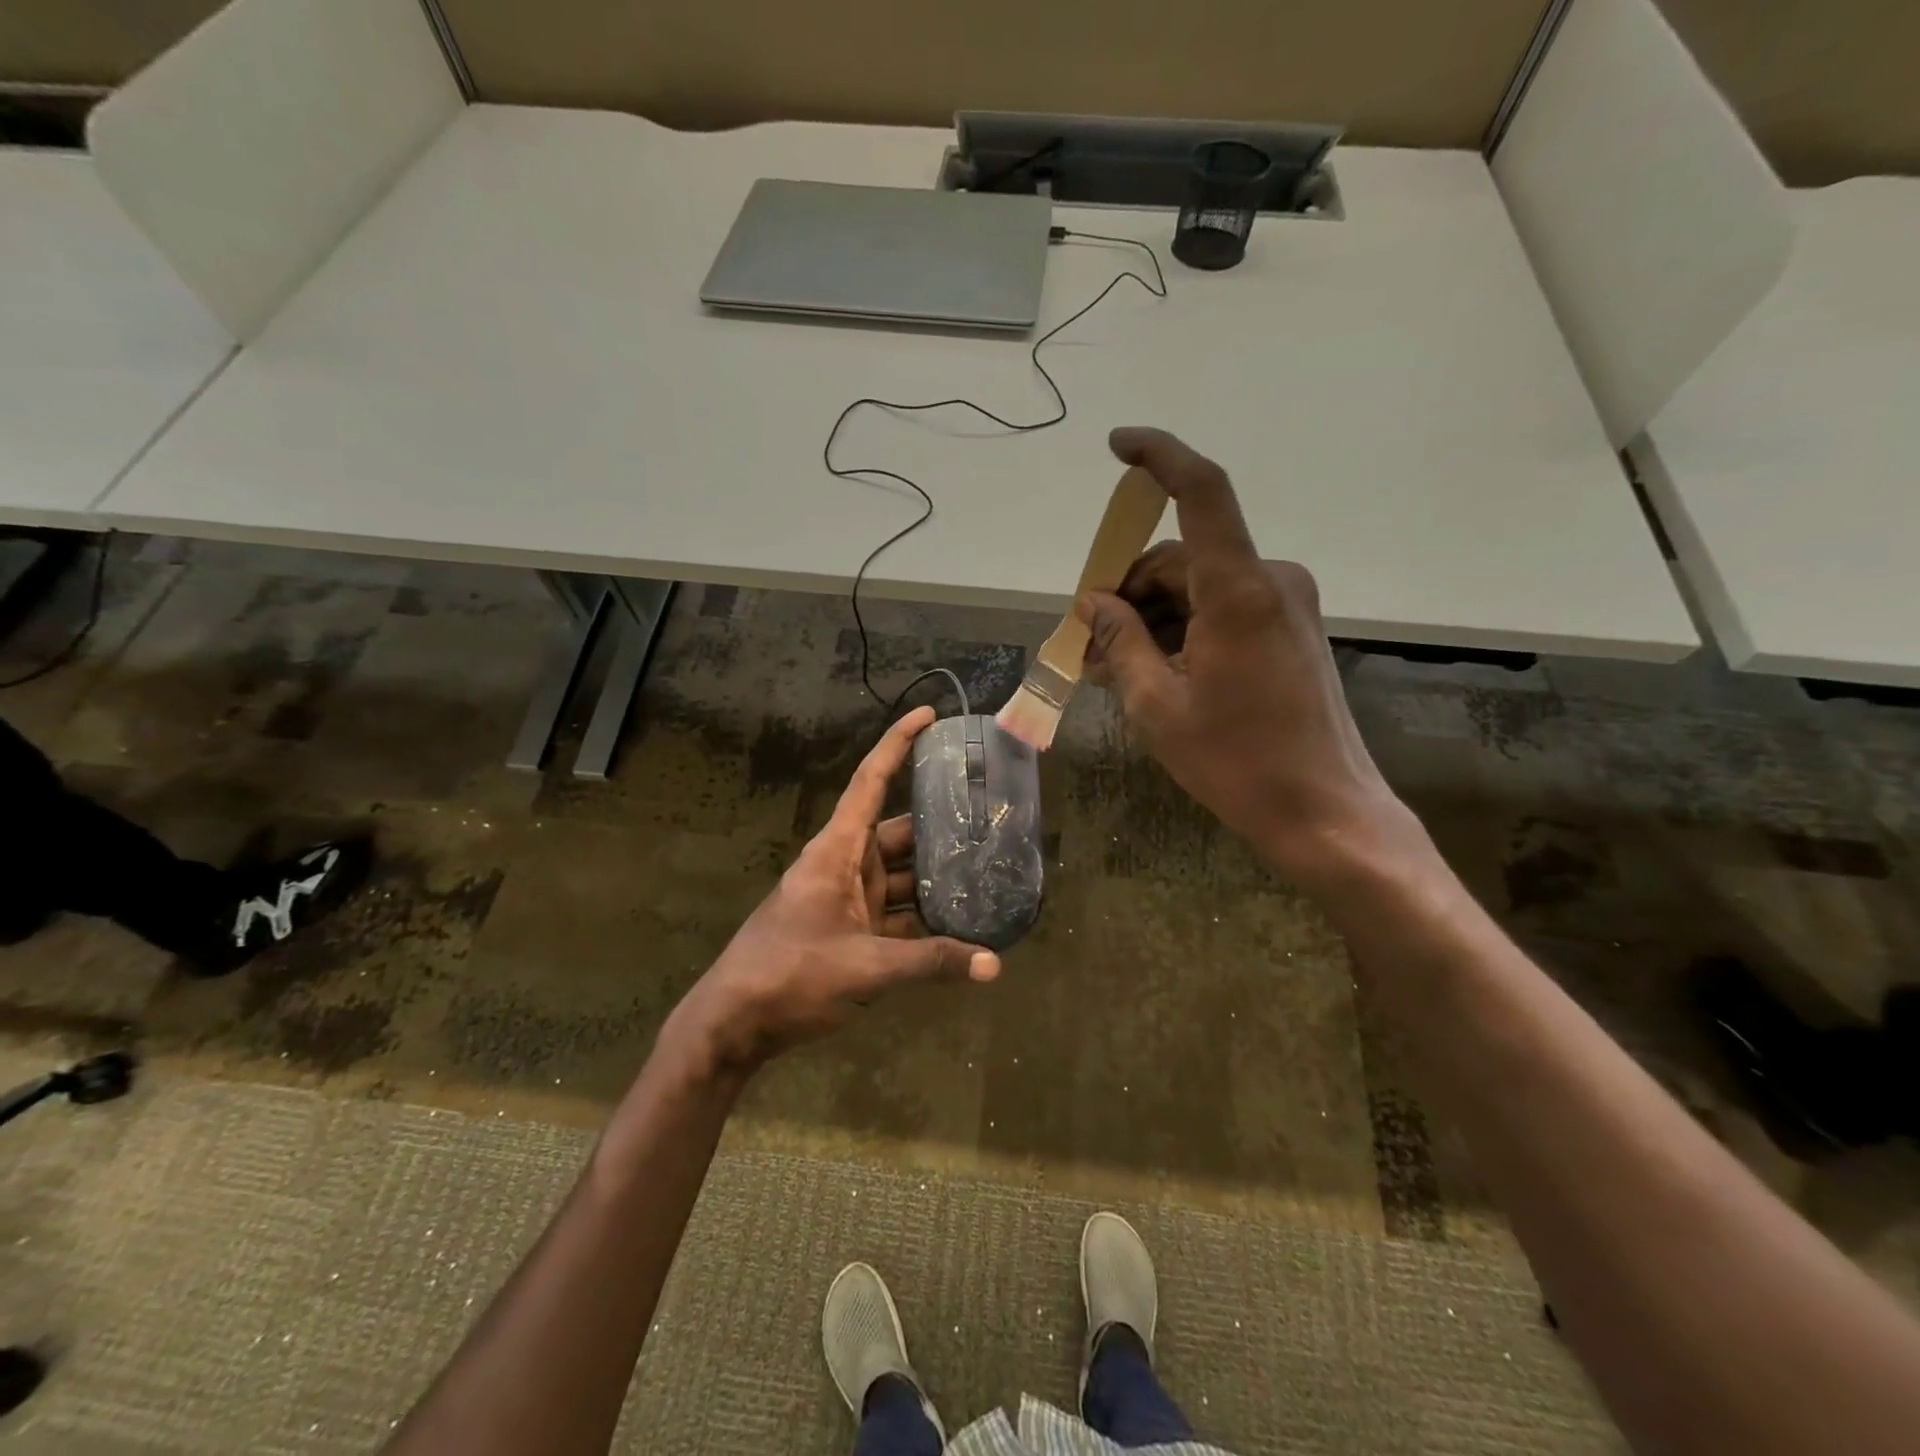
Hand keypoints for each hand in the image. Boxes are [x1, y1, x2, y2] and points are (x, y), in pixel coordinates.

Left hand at [661, 706, 999, 1078]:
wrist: (734, 1024)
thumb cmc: (789, 975)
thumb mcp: (865, 967)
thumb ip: (930, 962)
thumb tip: (995, 965)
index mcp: (838, 850)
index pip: (871, 781)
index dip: (898, 744)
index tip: (929, 716)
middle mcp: (846, 865)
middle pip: (900, 832)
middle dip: (941, 824)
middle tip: (991, 817)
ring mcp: (849, 900)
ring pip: (902, 875)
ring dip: (938, 877)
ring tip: (989, 869)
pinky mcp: (852, 932)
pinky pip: (897, 913)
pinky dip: (926, 918)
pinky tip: (963, 923)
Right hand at [1079, 427, 1419, 889]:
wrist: (1325, 813)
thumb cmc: (1235, 761)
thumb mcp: (1157, 705)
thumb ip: (1121, 641)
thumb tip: (1092, 602)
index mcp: (1239, 589)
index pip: (1201, 492)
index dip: (1160, 456)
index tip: (1118, 445)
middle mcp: (1270, 581)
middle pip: (1182, 558)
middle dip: (1129, 592)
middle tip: (1087, 645)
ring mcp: (1286, 605)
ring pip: (1200, 587)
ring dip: (1153, 617)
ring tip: (1114, 670)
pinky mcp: (1291, 630)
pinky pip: (1224, 609)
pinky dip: (1184, 629)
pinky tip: (1155, 671)